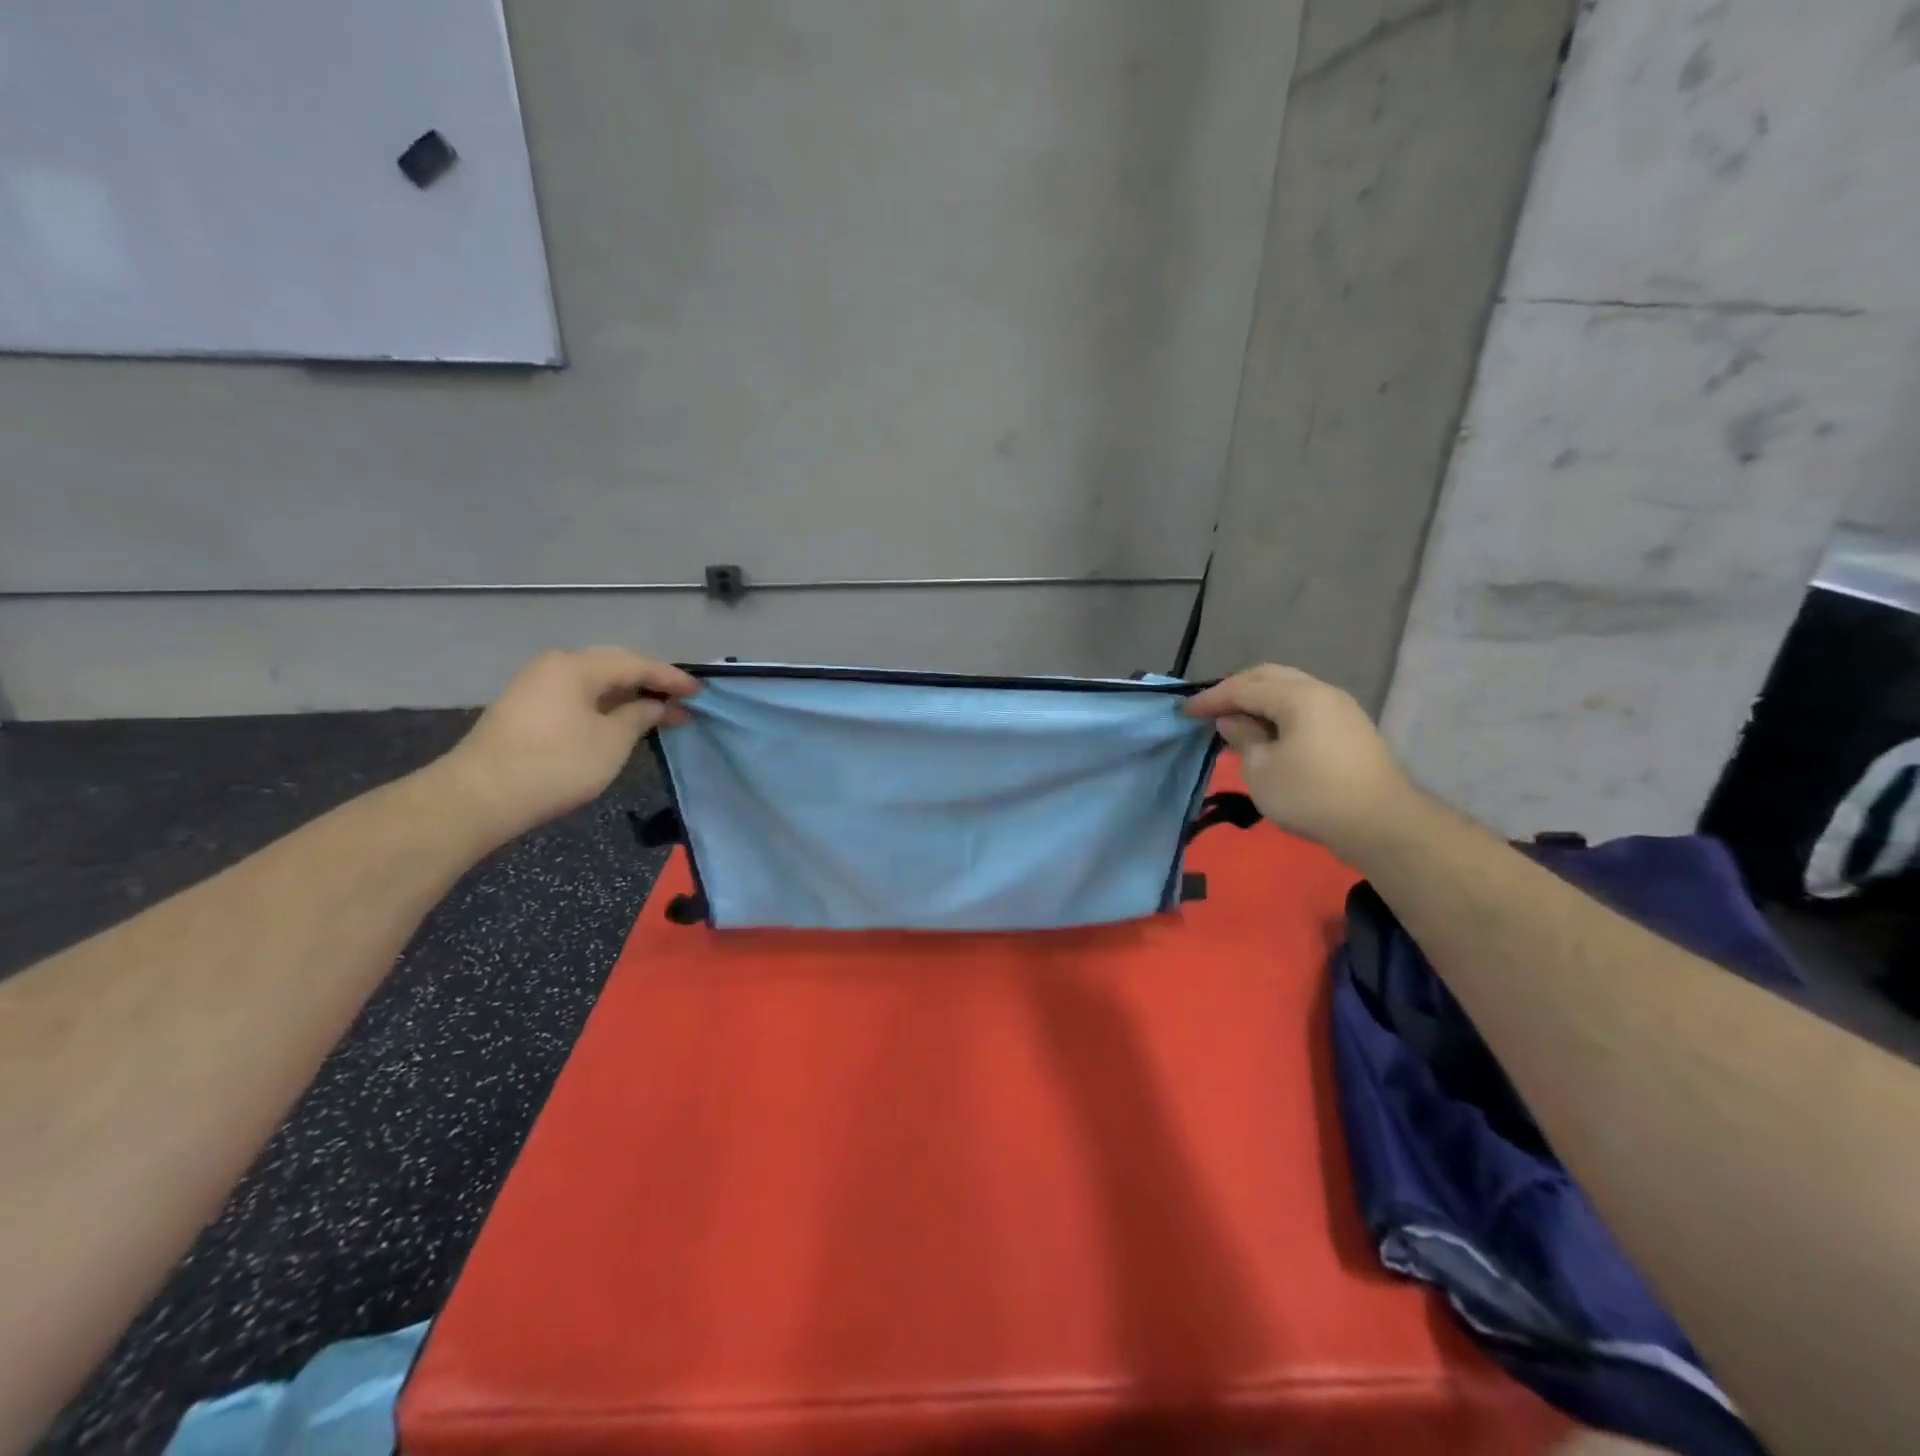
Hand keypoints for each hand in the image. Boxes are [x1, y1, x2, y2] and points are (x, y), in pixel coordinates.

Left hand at [433, 648, 699, 845]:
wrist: (480, 797)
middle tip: (682, 701)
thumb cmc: (557, 764)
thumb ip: (639, 717)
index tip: (701, 692)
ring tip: (658, 713)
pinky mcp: (526, 709)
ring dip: (628, 697)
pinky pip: (578, 697)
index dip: (672, 679)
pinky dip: (605, 706)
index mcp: (577, 666)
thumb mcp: (612, 741)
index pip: (637, 664)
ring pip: (594, 683)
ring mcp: (536, 686)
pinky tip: (621, 722)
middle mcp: (555, 666)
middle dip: (650, 684)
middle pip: (614, 667)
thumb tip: (654, 706)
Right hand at [1185, 664, 1414, 853]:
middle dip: (1235, 690)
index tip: (1184, 712)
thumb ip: (1243, 738)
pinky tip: (1266, 735)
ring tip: (1235, 722)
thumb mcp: (1261, 770)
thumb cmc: (1312, 795)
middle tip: (1209, 709)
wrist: (1382, 825)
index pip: (1243, 687)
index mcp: (1297, 696)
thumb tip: (1234, 721)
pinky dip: (1278, 713)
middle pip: (1269, 677)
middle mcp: (1321, 691)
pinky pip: (1304, 708)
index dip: (1210, 698)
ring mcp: (1340, 709)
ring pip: (1289, 691)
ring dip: (1258, 701)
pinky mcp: (1350, 729)